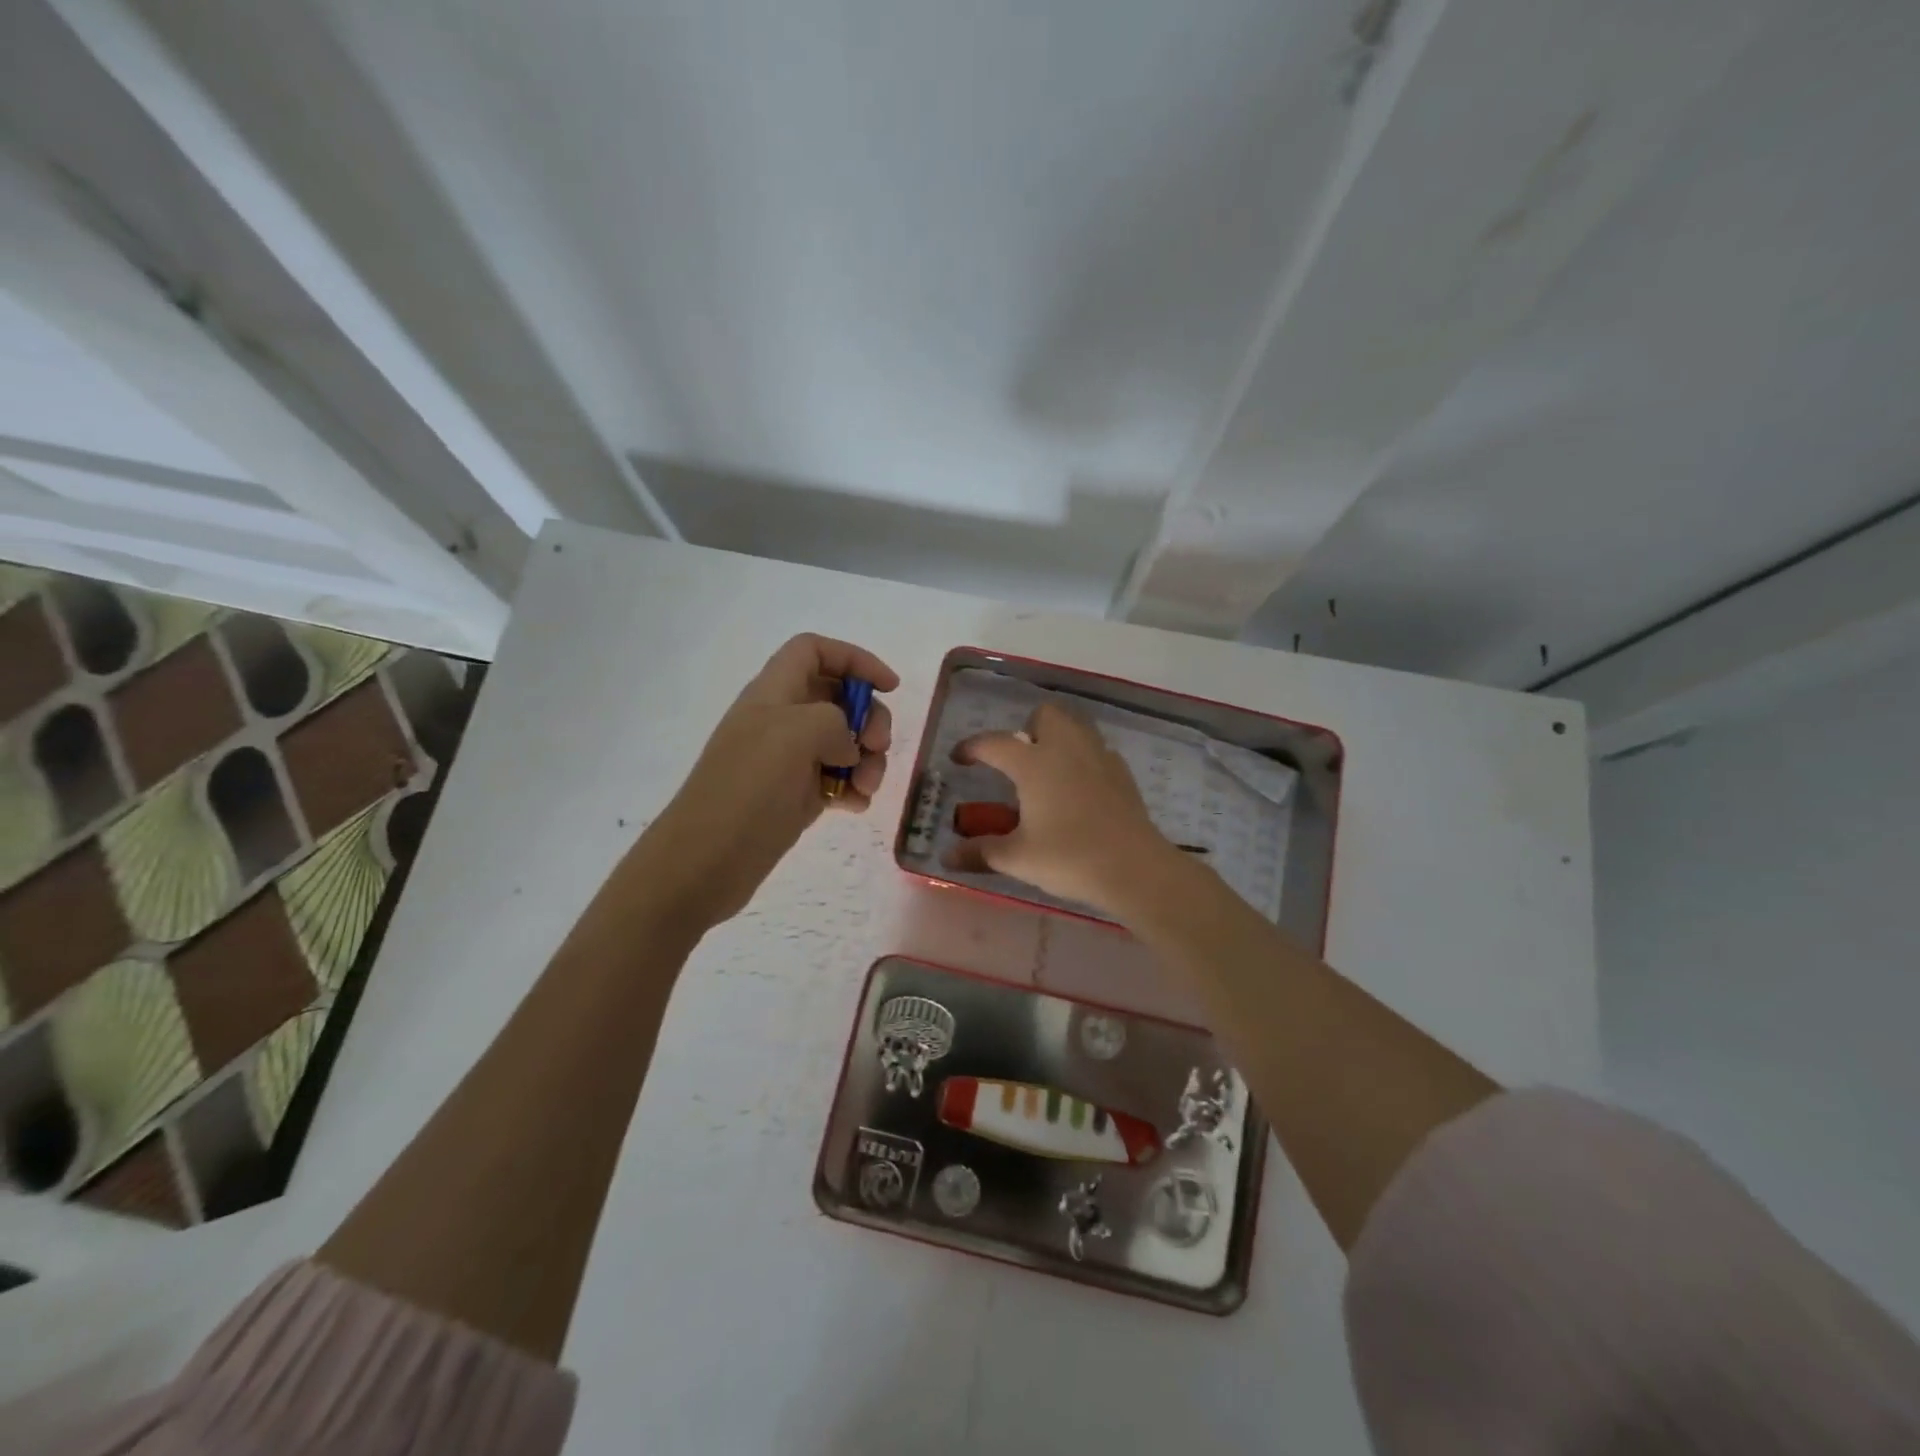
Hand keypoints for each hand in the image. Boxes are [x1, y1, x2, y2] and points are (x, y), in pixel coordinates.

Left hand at [639, 633, 896, 928]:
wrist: (706, 861)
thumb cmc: (748, 787)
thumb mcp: (797, 733)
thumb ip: (835, 721)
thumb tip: (845, 748)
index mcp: (774, 691)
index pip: (815, 651)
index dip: (855, 659)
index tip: (888, 687)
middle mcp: (782, 719)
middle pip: (839, 697)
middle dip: (869, 718)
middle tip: (877, 746)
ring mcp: (789, 760)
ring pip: (844, 742)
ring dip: (867, 759)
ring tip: (866, 787)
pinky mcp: (796, 796)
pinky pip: (837, 779)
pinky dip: (853, 788)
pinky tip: (855, 806)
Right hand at [944, 701, 1175, 914]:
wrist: (1134, 868)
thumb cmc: (1069, 858)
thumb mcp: (1017, 858)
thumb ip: (981, 852)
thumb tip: (947, 857)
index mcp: (1034, 763)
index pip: (995, 743)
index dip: (972, 747)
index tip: (960, 758)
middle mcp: (1066, 748)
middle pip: (1045, 715)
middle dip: (1027, 728)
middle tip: (1018, 761)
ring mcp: (1099, 757)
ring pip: (1075, 726)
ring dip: (1057, 737)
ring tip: (1047, 771)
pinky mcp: (1122, 773)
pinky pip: (1096, 750)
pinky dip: (1082, 759)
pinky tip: (1079, 788)